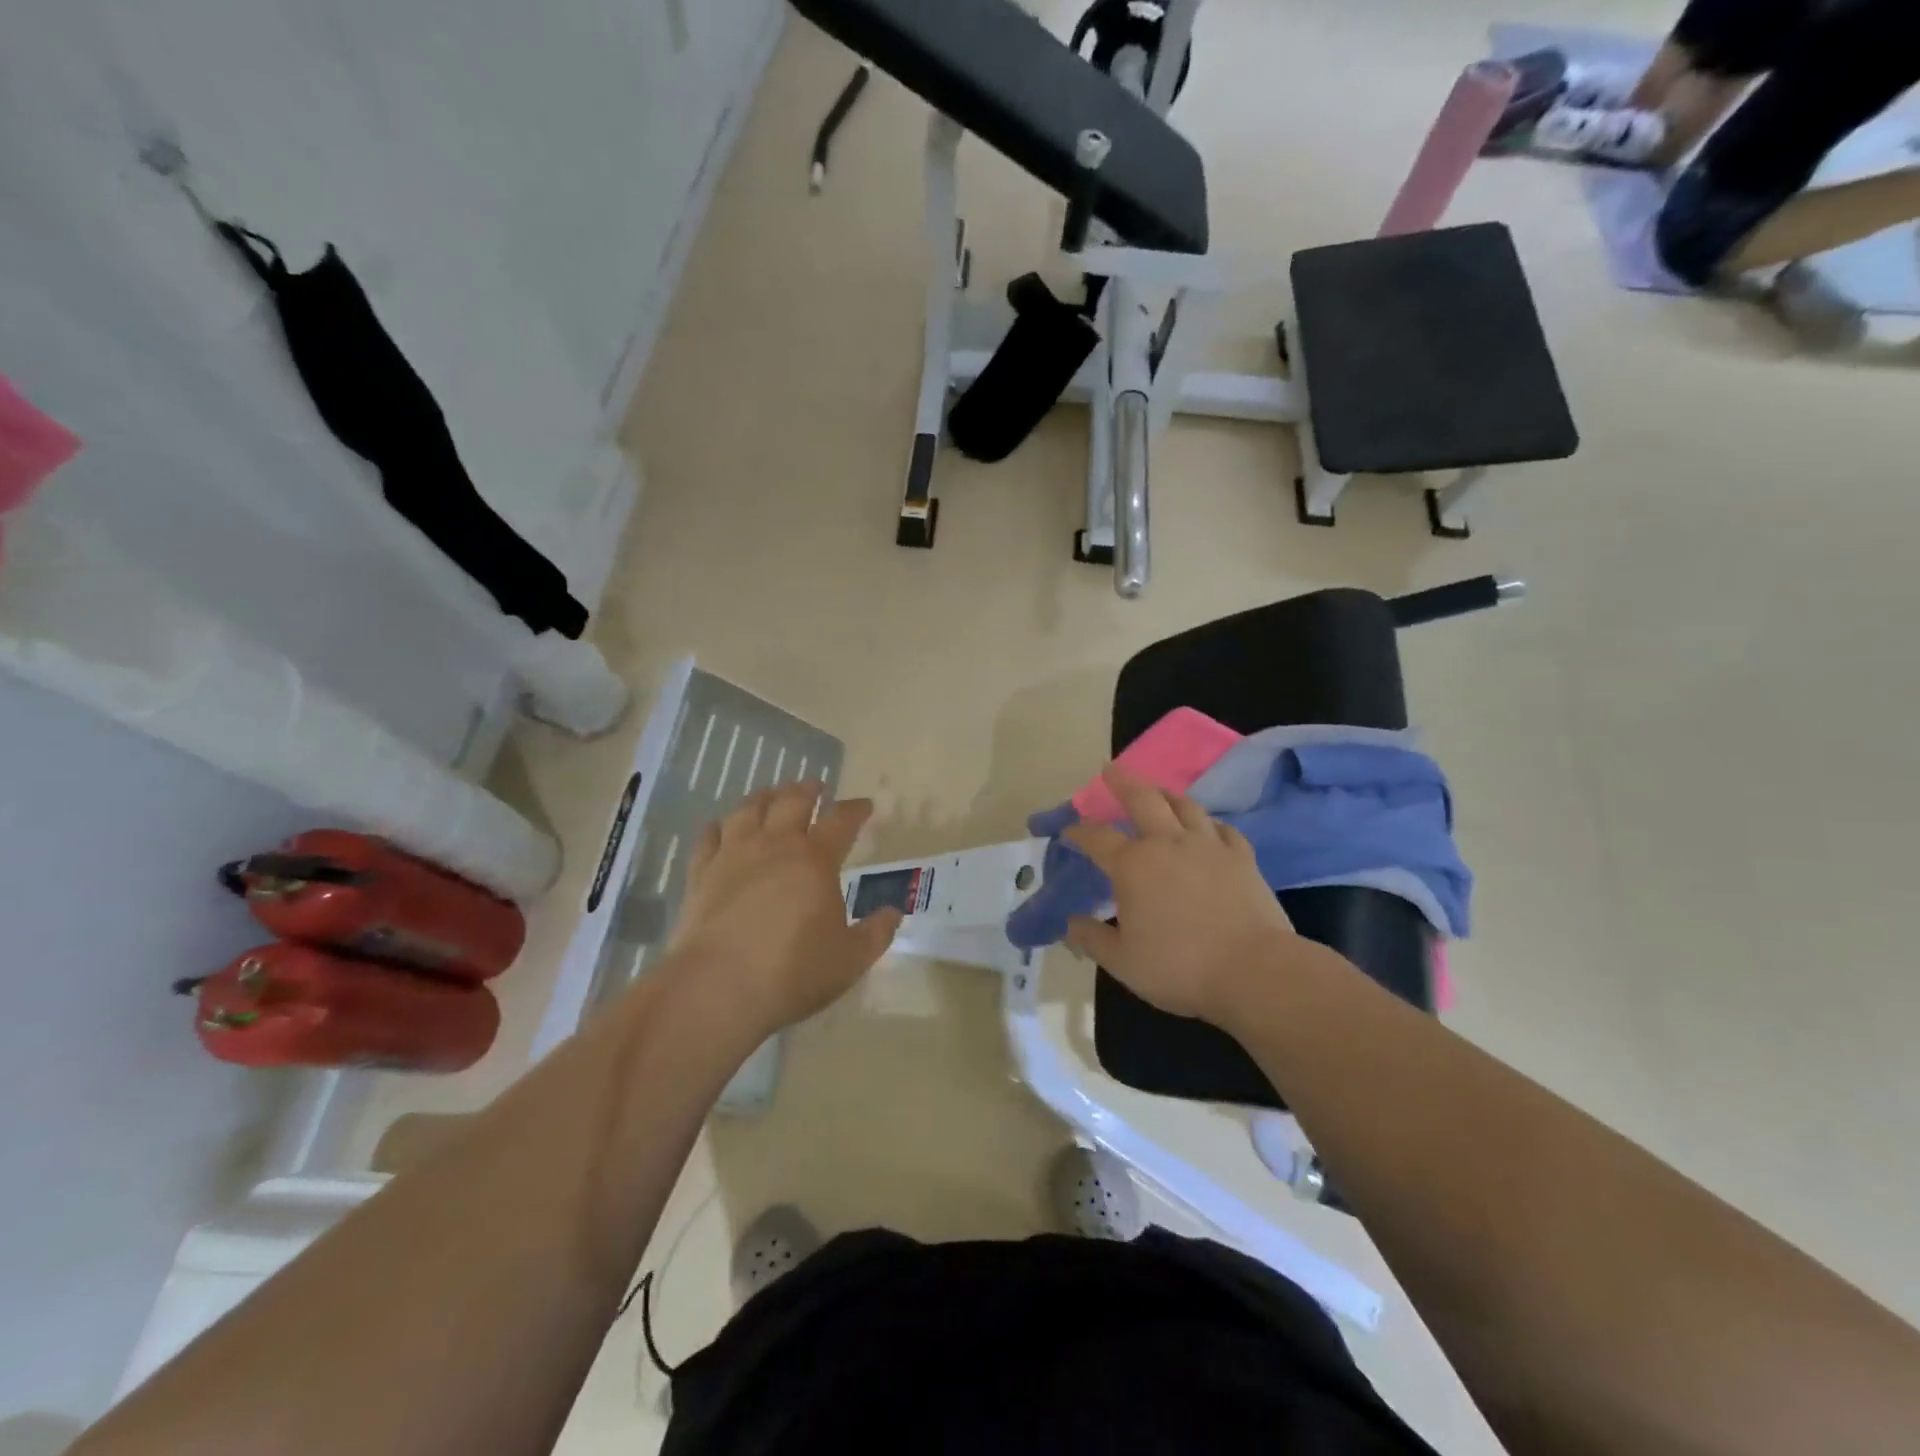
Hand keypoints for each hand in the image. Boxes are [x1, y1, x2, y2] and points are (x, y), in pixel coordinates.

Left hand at [664, 782, 901, 1042]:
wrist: (718, 989)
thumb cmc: (793, 972)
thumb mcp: (851, 960)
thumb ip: (876, 933)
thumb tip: (894, 912)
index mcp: (816, 860)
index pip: (842, 820)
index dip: (856, 809)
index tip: (864, 805)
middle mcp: (775, 846)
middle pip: (792, 801)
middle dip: (808, 790)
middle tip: (815, 786)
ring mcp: (733, 855)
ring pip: (748, 809)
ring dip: (765, 797)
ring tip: (771, 794)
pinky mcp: (701, 874)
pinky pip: (709, 837)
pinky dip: (718, 827)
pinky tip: (721, 827)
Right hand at [1061, 766, 1300, 1025]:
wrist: (1254, 971)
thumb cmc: (1179, 967)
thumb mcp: (1123, 962)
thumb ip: (1093, 938)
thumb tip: (1071, 924)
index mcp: (1133, 865)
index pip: (1097, 838)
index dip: (1079, 832)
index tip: (1068, 832)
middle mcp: (1168, 844)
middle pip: (1143, 799)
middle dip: (1123, 782)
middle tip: (1111, 769)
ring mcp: (1209, 846)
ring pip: (1185, 805)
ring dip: (1166, 793)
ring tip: (1157, 790)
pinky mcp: (1242, 857)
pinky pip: (1222, 828)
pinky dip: (1208, 822)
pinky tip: (1206, 826)